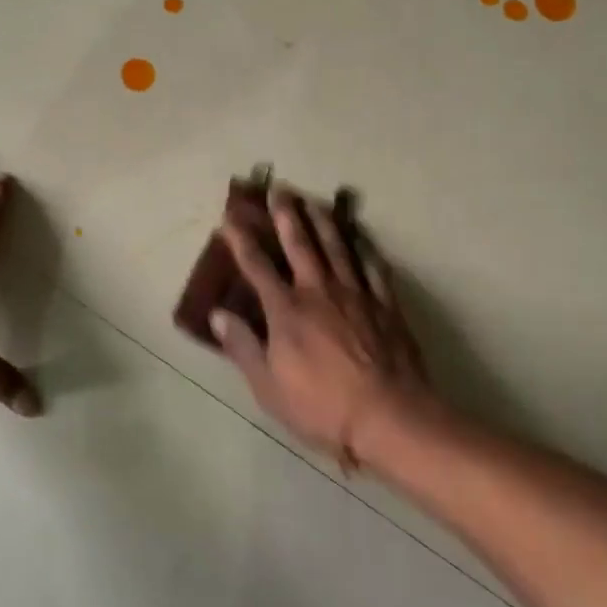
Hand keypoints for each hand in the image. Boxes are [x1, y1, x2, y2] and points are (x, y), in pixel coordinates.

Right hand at [211, 187, 426, 468]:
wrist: (389, 417)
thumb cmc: (321, 406)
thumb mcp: (268, 386)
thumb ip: (243, 346)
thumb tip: (217, 314)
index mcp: (286, 310)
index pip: (257, 266)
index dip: (241, 240)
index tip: (230, 218)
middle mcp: (319, 291)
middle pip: (300, 244)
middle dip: (287, 215)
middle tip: (280, 189)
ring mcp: (356, 294)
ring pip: (337, 247)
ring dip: (324, 221)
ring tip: (316, 201)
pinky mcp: (386, 305)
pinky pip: (374, 268)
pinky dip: (365, 249)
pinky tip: (361, 237)